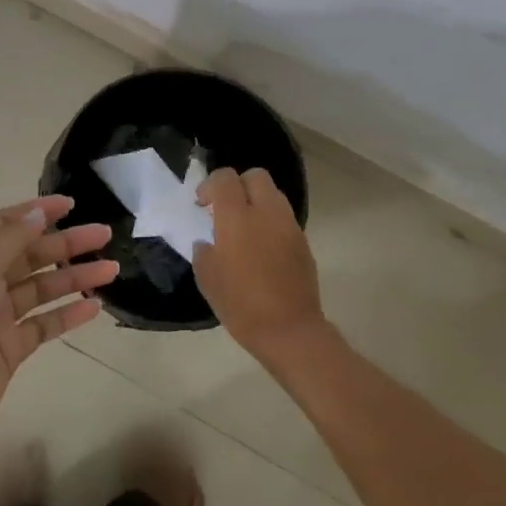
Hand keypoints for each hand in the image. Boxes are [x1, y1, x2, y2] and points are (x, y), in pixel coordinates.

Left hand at [0, 195, 116, 451]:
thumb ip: (10, 239)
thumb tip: (38, 214)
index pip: (6, 224)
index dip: (38, 211)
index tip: (72, 204)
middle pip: (30, 255)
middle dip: (66, 243)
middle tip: (104, 235)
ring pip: (42, 289)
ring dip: (74, 277)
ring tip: (111, 270)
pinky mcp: (10, 349)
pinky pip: (44, 324)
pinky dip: (68, 314)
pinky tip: (94, 307)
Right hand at [192, 168, 328, 360]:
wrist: (289, 330)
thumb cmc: (241, 305)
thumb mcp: (208, 280)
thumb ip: (204, 252)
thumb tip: (208, 242)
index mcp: (237, 218)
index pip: (225, 178)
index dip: (210, 185)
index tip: (202, 205)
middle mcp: (266, 213)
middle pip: (256, 176)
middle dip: (238, 185)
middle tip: (226, 209)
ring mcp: (289, 225)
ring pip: (274, 194)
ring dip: (257, 201)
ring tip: (245, 228)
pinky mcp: (303, 241)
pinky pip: (284, 218)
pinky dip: (271, 221)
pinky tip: (262, 247)